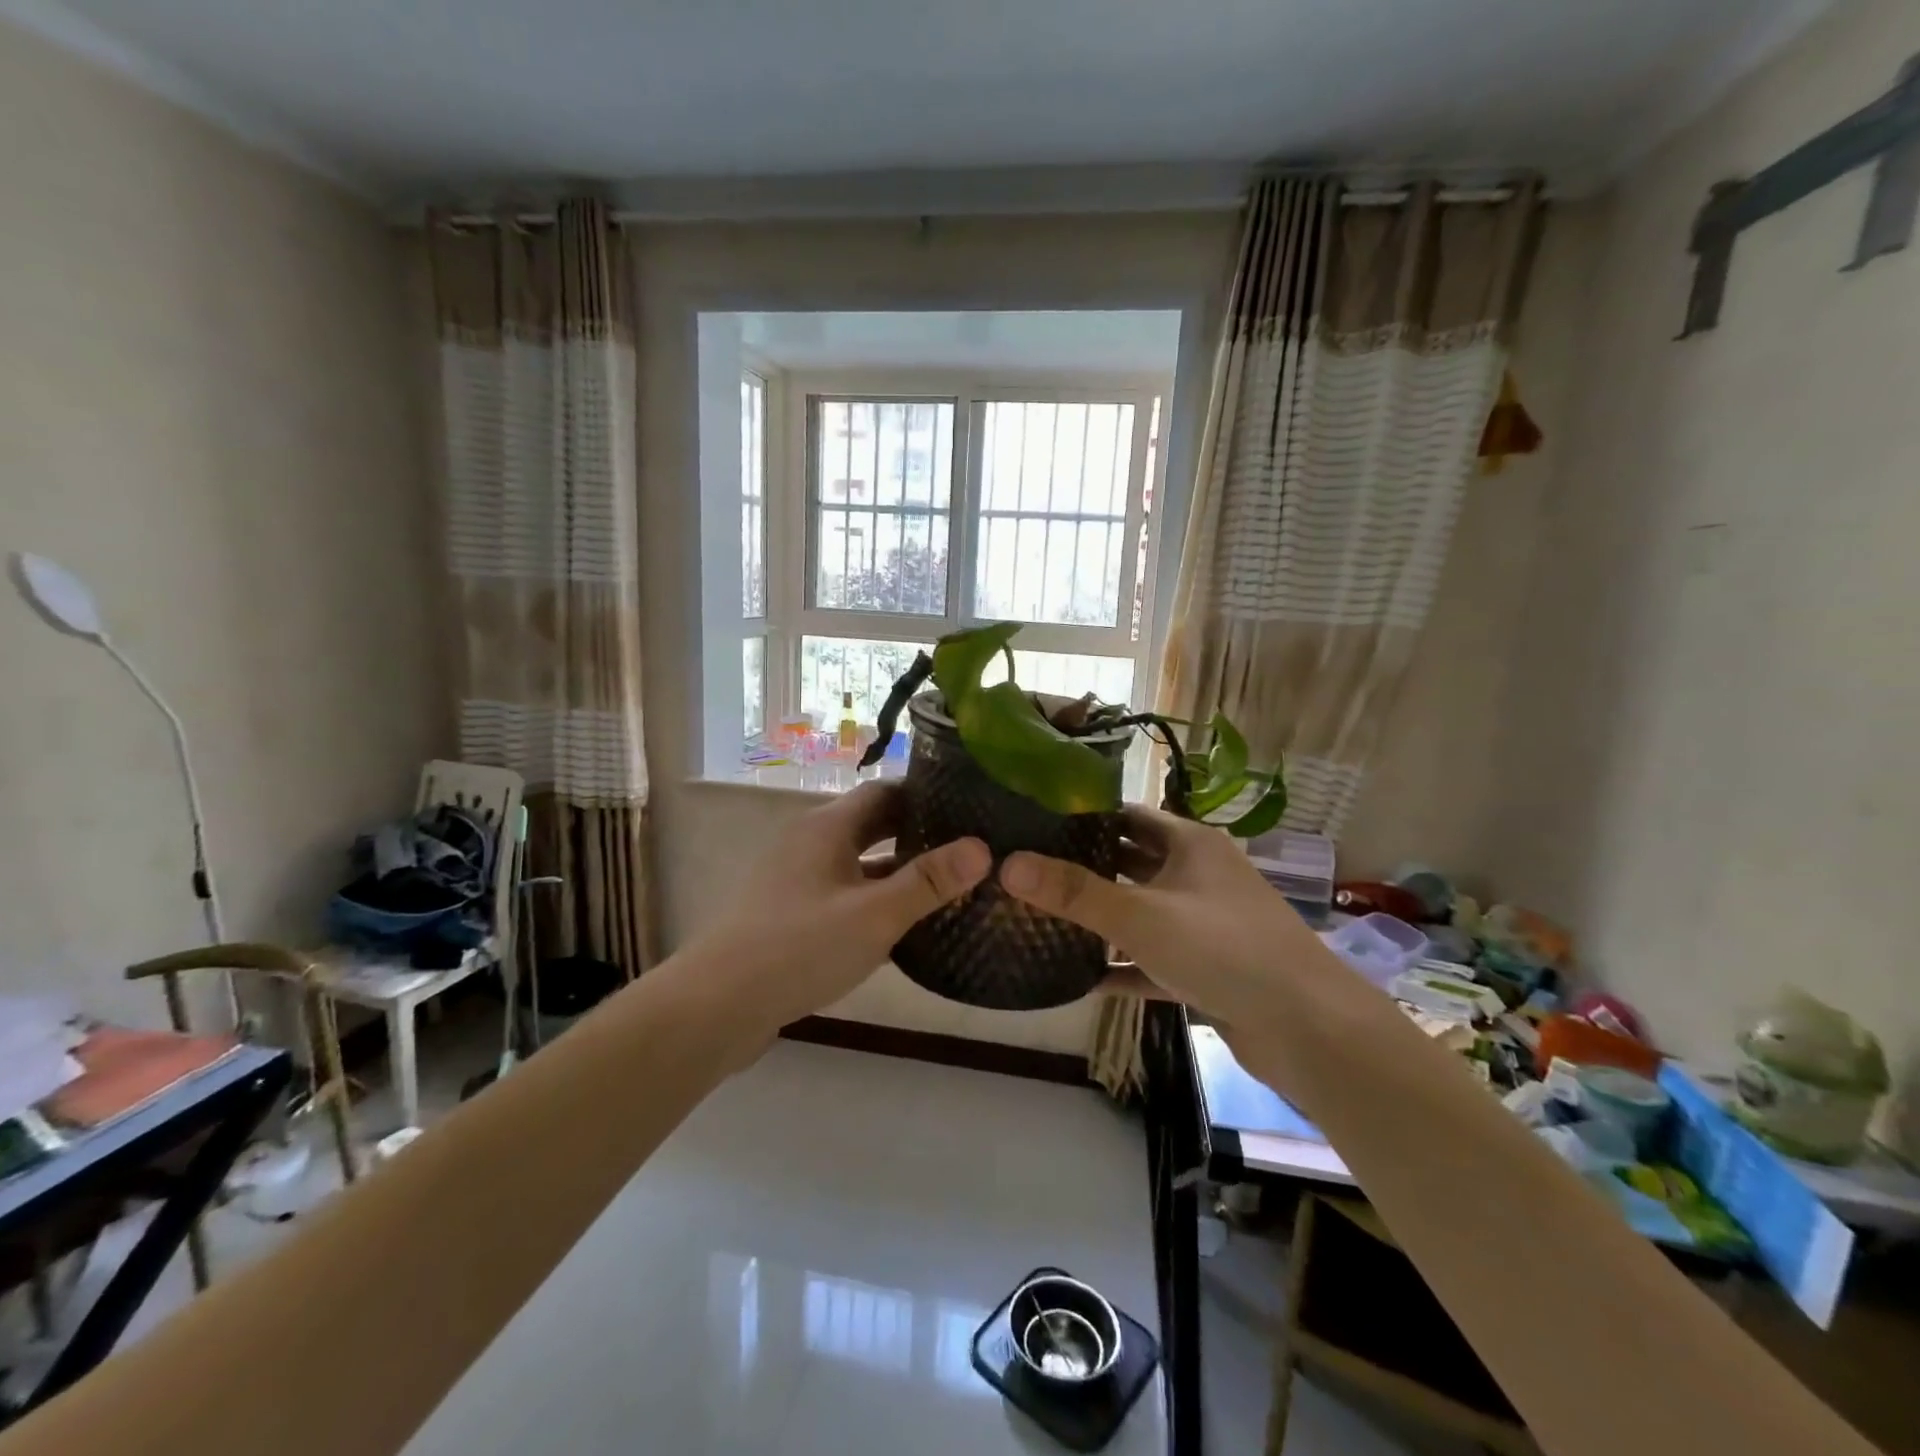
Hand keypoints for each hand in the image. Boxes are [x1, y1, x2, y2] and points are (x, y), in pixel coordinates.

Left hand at [687, 781, 990, 1035]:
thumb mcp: (874, 915)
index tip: (968, 809)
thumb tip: (981, 848)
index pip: (884, 792)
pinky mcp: (789, 913)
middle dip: (916, 834)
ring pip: (857, 862)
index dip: (926, 797)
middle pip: (871, 825)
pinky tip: (901, 925)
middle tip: (966, 848)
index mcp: (827, 827)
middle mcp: (810, 842)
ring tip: (945, 885)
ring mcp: (796, 879)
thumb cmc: (799, 948)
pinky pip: (842, 893)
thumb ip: (928, 882)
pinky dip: (873, 899)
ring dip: (896, 871)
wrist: (717, 1006)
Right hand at [999, 805, 1326, 1032]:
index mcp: (1190, 845)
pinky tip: (1081, 980)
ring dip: (1101, 919)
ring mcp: (1205, 925)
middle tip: (1028, 871)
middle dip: (1084, 867)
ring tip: (1043, 920)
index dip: (1083, 815)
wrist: (1310, 1031)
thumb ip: (1074, 892)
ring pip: (1141, 913)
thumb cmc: (1224, 950)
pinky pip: (1153, 961)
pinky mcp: (1207, 971)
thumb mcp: (1141, 915)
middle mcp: (1199, 876)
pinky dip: (1123, 967)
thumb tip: (1007, 863)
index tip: (1033, 822)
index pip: (1127, 815)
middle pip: (1131, 862)